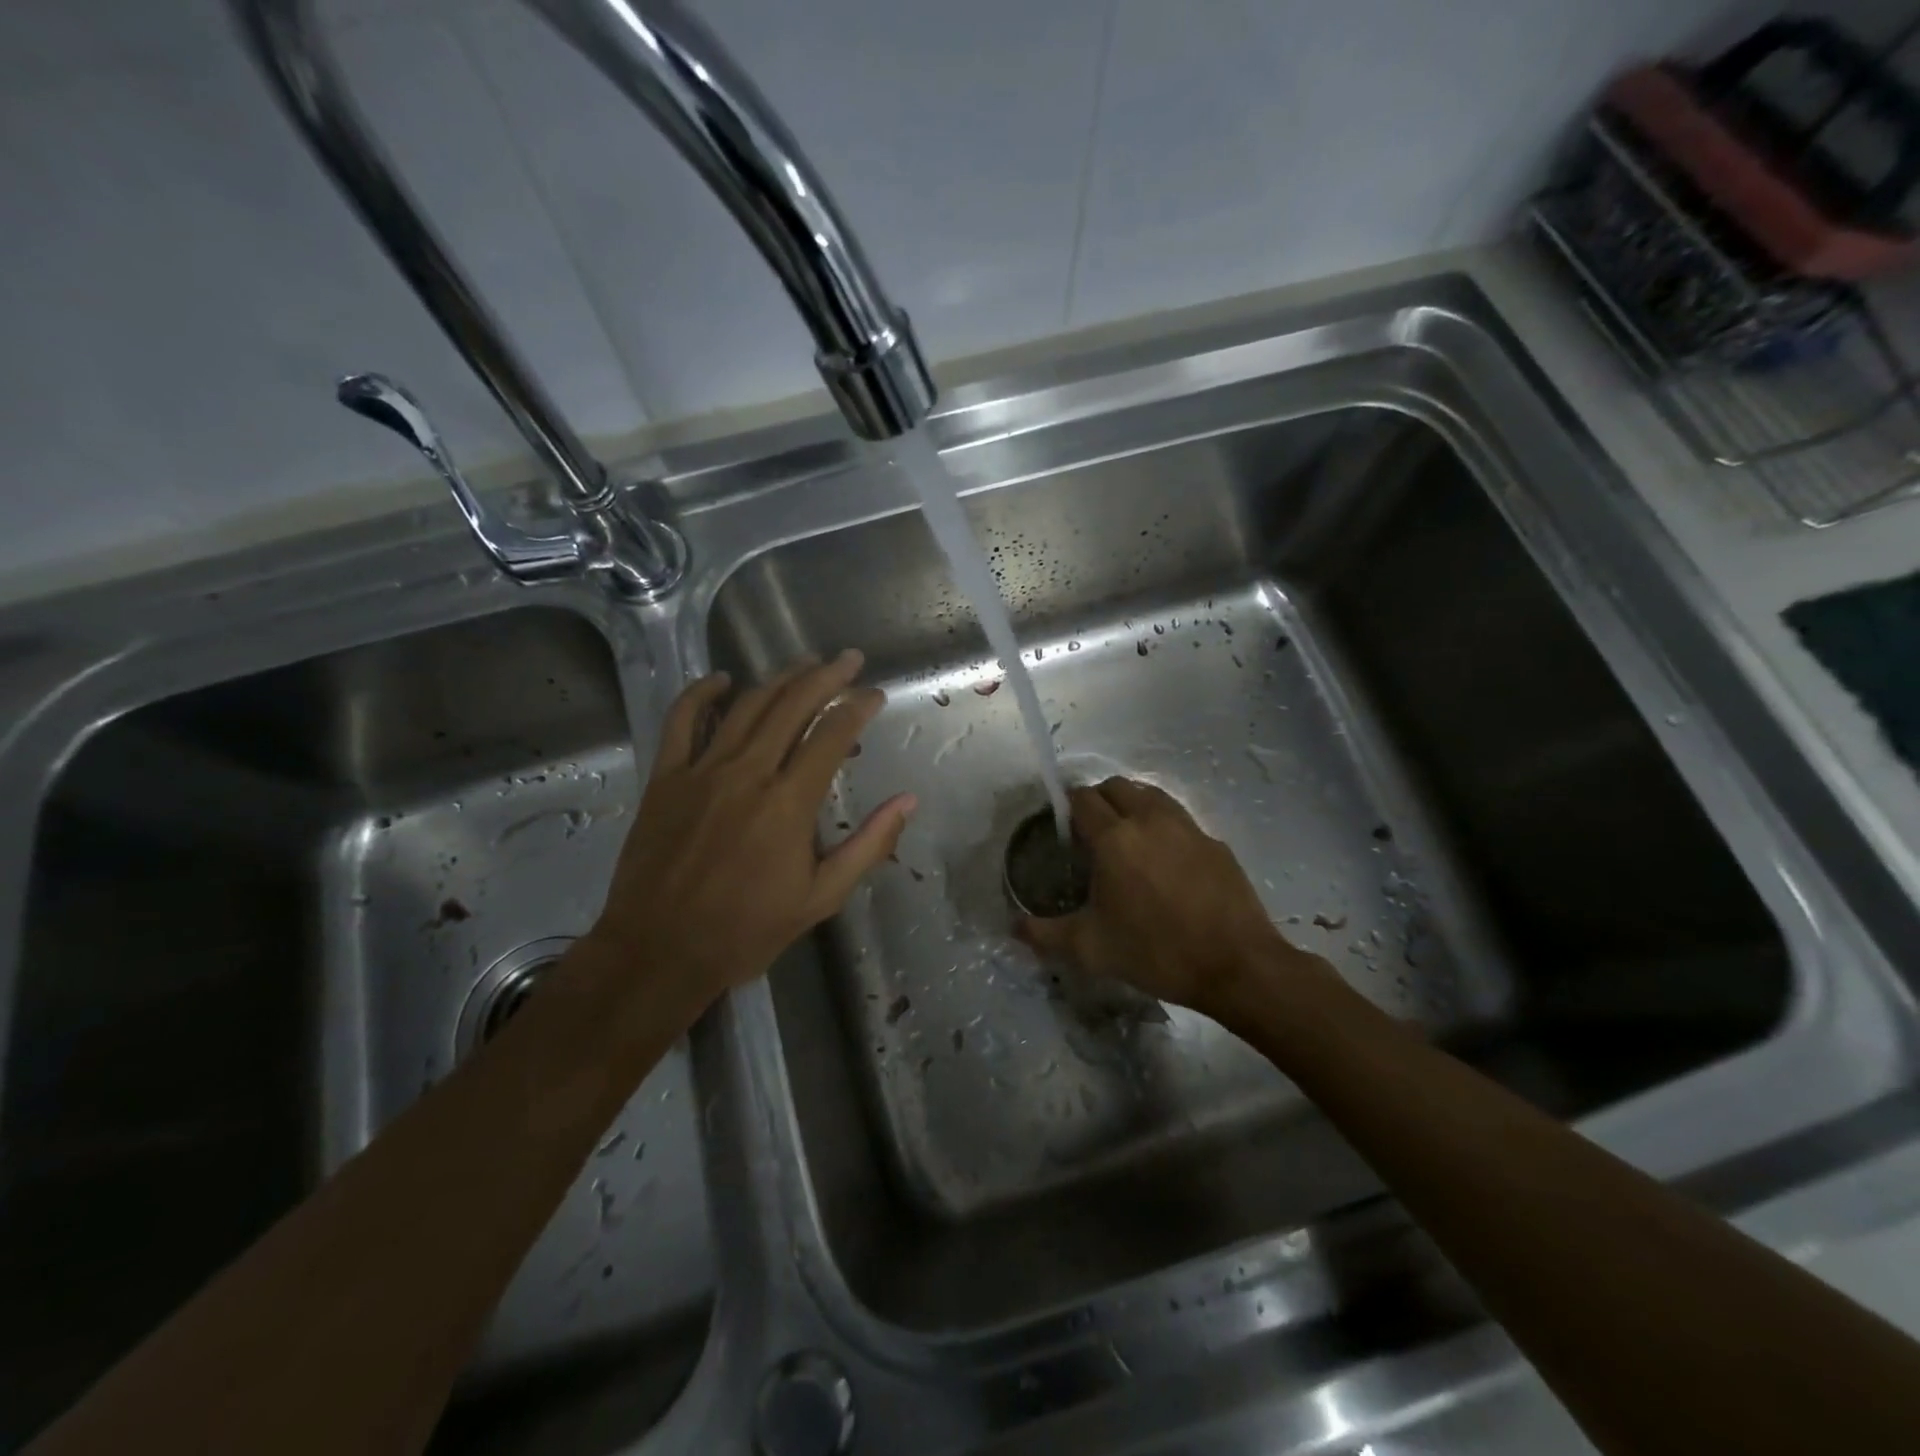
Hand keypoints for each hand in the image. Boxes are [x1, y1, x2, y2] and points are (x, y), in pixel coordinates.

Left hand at [583, 651, 914, 1018]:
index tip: (875, 694)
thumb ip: (869, 845)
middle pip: (792, 705)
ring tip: (804, 662)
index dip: (858, 707)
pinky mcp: (665, 778)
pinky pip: (682, 721)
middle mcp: (748, 772)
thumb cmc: (746, 931)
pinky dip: (700, 693)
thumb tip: (907, 801)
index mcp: (789, 802)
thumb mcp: (821, 897)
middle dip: (826, 676)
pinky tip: (720, 679)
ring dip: (779, 678)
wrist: (659, 952)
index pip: (832, 735)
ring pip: (746, 705)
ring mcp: (701, 770)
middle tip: (848, 658)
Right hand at [1017, 777, 1327, 1019]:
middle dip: (1098, 800)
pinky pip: (1179, 818)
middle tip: (1092, 834)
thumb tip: (1012, 926)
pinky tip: (1165, 862)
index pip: (1082, 799)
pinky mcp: (1214, 842)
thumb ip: (1044, 934)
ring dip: (1132, 805)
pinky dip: (1163, 826)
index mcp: (1114, 838)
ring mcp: (1187, 827)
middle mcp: (1149, 820)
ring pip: (1151, 794)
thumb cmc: (1156, 952)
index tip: (1064, 833)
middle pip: (1116, 786)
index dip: (1067, 808)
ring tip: (1128, 840)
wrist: (1237, 966)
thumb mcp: (1090, 949)